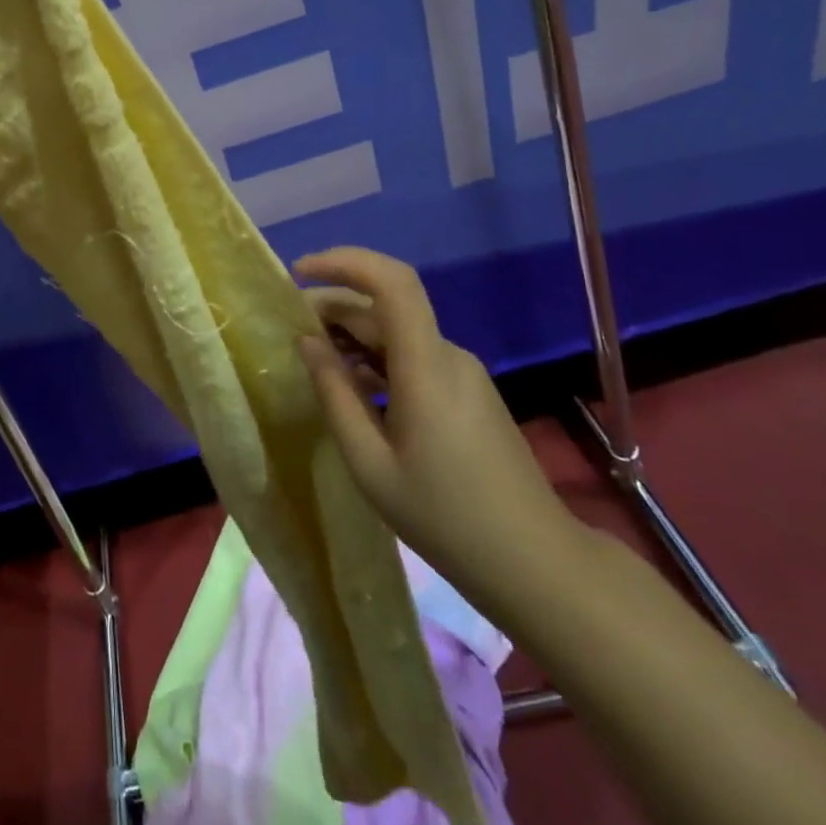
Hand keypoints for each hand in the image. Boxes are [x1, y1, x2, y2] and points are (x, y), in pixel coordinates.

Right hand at [294, 247, 585, 605]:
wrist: (535, 562)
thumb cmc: (446, 518)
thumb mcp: (370, 464)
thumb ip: (335, 394)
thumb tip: (308, 342)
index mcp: (426, 366)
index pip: (392, 282)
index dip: (344, 262)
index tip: (300, 272)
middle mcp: (448, 355)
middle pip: (386, 306)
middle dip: (334, 305)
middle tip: (290, 327)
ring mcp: (462, 371)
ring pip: (397, 331)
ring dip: (352, 333)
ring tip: (313, 358)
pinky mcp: (467, 390)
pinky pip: (413, 354)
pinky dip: (375, 356)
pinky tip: (352, 386)